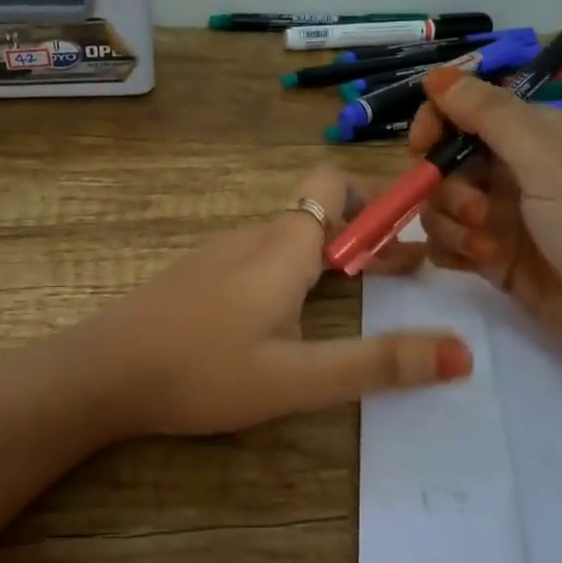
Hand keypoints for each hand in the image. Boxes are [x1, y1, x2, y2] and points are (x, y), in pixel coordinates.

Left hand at [70, 165, 473, 436]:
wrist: (99, 375)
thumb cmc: (201, 372)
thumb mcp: (297, 377)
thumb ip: (377, 364)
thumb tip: (462, 352)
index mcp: (282, 246)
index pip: (334, 184)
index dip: (377, 199)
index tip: (413, 238)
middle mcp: (252, 236)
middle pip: (319, 212)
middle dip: (367, 235)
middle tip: (406, 275)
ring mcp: (219, 253)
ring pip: (290, 236)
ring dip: (333, 255)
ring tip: (362, 294)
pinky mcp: (198, 276)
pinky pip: (261, 257)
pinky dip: (296, 270)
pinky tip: (293, 315)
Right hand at [378, 71, 561, 396]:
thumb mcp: (548, 162)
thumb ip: (490, 116)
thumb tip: (435, 74)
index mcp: (535, 136)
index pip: (466, 111)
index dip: (437, 123)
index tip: (422, 147)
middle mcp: (514, 171)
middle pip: (446, 161)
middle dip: (446, 185)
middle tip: (476, 212)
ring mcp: (503, 217)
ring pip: (441, 204)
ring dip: (451, 223)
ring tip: (486, 248)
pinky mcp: (494, 259)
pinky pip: (448, 242)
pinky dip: (450, 249)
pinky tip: (471, 262)